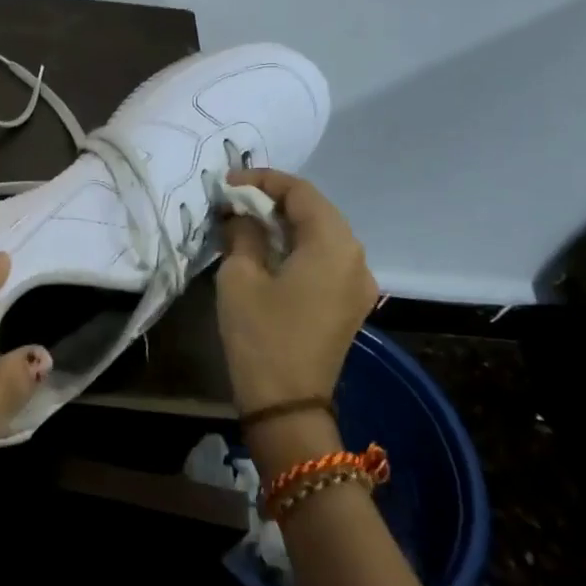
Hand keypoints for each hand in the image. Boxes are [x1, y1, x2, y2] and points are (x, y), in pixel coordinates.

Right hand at [215, 169, 378, 415]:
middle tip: (235, 198)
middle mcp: (356, 257)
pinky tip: (269, 248)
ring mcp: (358, 283)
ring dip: (286, 221)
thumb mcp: (240, 276)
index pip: (301, 192)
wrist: (287, 405)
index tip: (228, 182)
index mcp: (333, 245)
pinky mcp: (350, 303)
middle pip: (316, 209)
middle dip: (275, 198)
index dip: (263, 180)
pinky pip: (326, 257)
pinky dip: (298, 244)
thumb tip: (241, 214)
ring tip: (247, 219)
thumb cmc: (261, 335)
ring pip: (322, 233)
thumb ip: (243, 233)